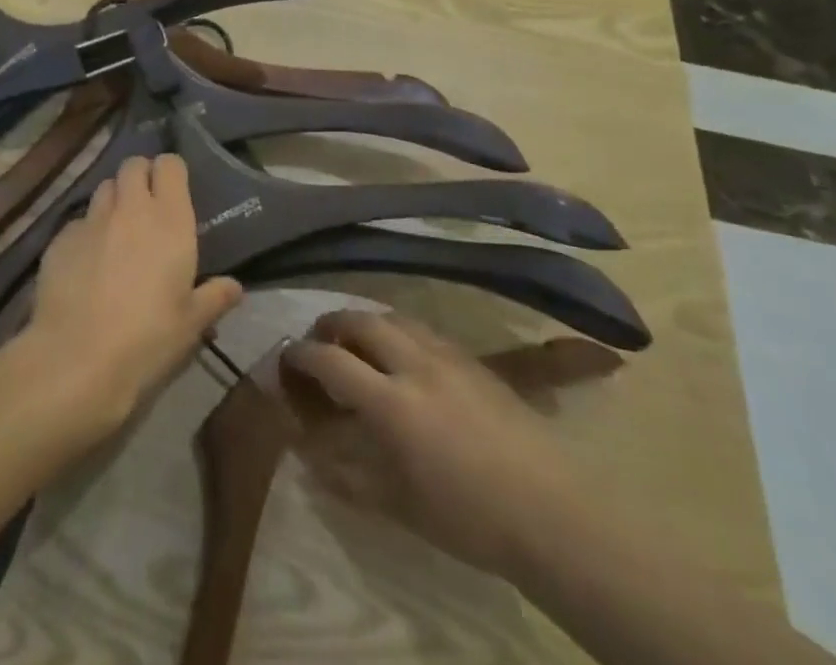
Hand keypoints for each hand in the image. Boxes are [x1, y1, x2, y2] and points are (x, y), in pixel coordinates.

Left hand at [25, 154, 241, 435]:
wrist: (77, 360)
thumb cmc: (147, 339)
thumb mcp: (191, 324)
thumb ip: (214, 297)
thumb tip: (234, 287)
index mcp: (169, 220)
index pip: (170, 165)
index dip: (171, 172)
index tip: (175, 190)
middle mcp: (130, 209)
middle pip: (133, 165)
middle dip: (141, 176)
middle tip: (147, 205)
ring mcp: (91, 220)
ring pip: (104, 188)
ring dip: (114, 200)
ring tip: (117, 230)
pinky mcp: (60, 239)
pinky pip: (78, 222)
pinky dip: (86, 232)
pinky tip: (86, 263)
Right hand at [280, 310, 583, 578]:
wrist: (549, 508)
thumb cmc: (469, 518)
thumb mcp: (399, 506)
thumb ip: (348, 476)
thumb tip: (308, 453)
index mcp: (391, 403)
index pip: (331, 360)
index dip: (302, 355)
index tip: (286, 358)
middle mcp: (413, 364)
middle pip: (360, 321)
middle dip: (331, 324)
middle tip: (318, 340)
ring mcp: (445, 354)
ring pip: (392, 316)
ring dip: (365, 321)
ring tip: (355, 340)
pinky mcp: (470, 357)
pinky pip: (421, 327)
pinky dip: (397, 329)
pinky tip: (401, 352)